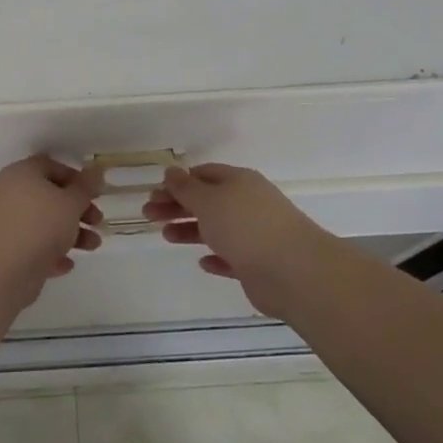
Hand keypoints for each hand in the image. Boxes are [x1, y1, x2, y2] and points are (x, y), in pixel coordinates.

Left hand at [0, 156, 104, 308]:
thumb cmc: (38, 226)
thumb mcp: (70, 203)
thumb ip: (85, 187)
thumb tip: (96, 170)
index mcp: (22, 174)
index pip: (50, 166)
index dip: (75, 178)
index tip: (95, 193)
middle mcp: (10, 195)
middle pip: (49, 196)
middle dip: (77, 209)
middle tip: (98, 221)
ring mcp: (6, 224)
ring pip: (43, 224)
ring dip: (70, 234)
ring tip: (93, 246)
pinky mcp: (5, 252)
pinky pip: (33, 248)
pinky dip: (51, 254)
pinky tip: (67, 265)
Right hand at [143, 163, 335, 318]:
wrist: (294, 272)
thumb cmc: (246, 227)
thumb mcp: (208, 200)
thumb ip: (186, 188)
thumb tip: (170, 171)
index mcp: (238, 182)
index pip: (203, 174)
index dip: (177, 182)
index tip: (154, 193)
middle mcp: (247, 204)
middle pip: (206, 200)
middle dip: (176, 206)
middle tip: (149, 215)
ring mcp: (255, 234)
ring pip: (216, 228)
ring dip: (190, 230)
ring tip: (166, 237)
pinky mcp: (258, 264)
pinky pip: (231, 257)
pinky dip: (215, 257)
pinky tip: (202, 262)